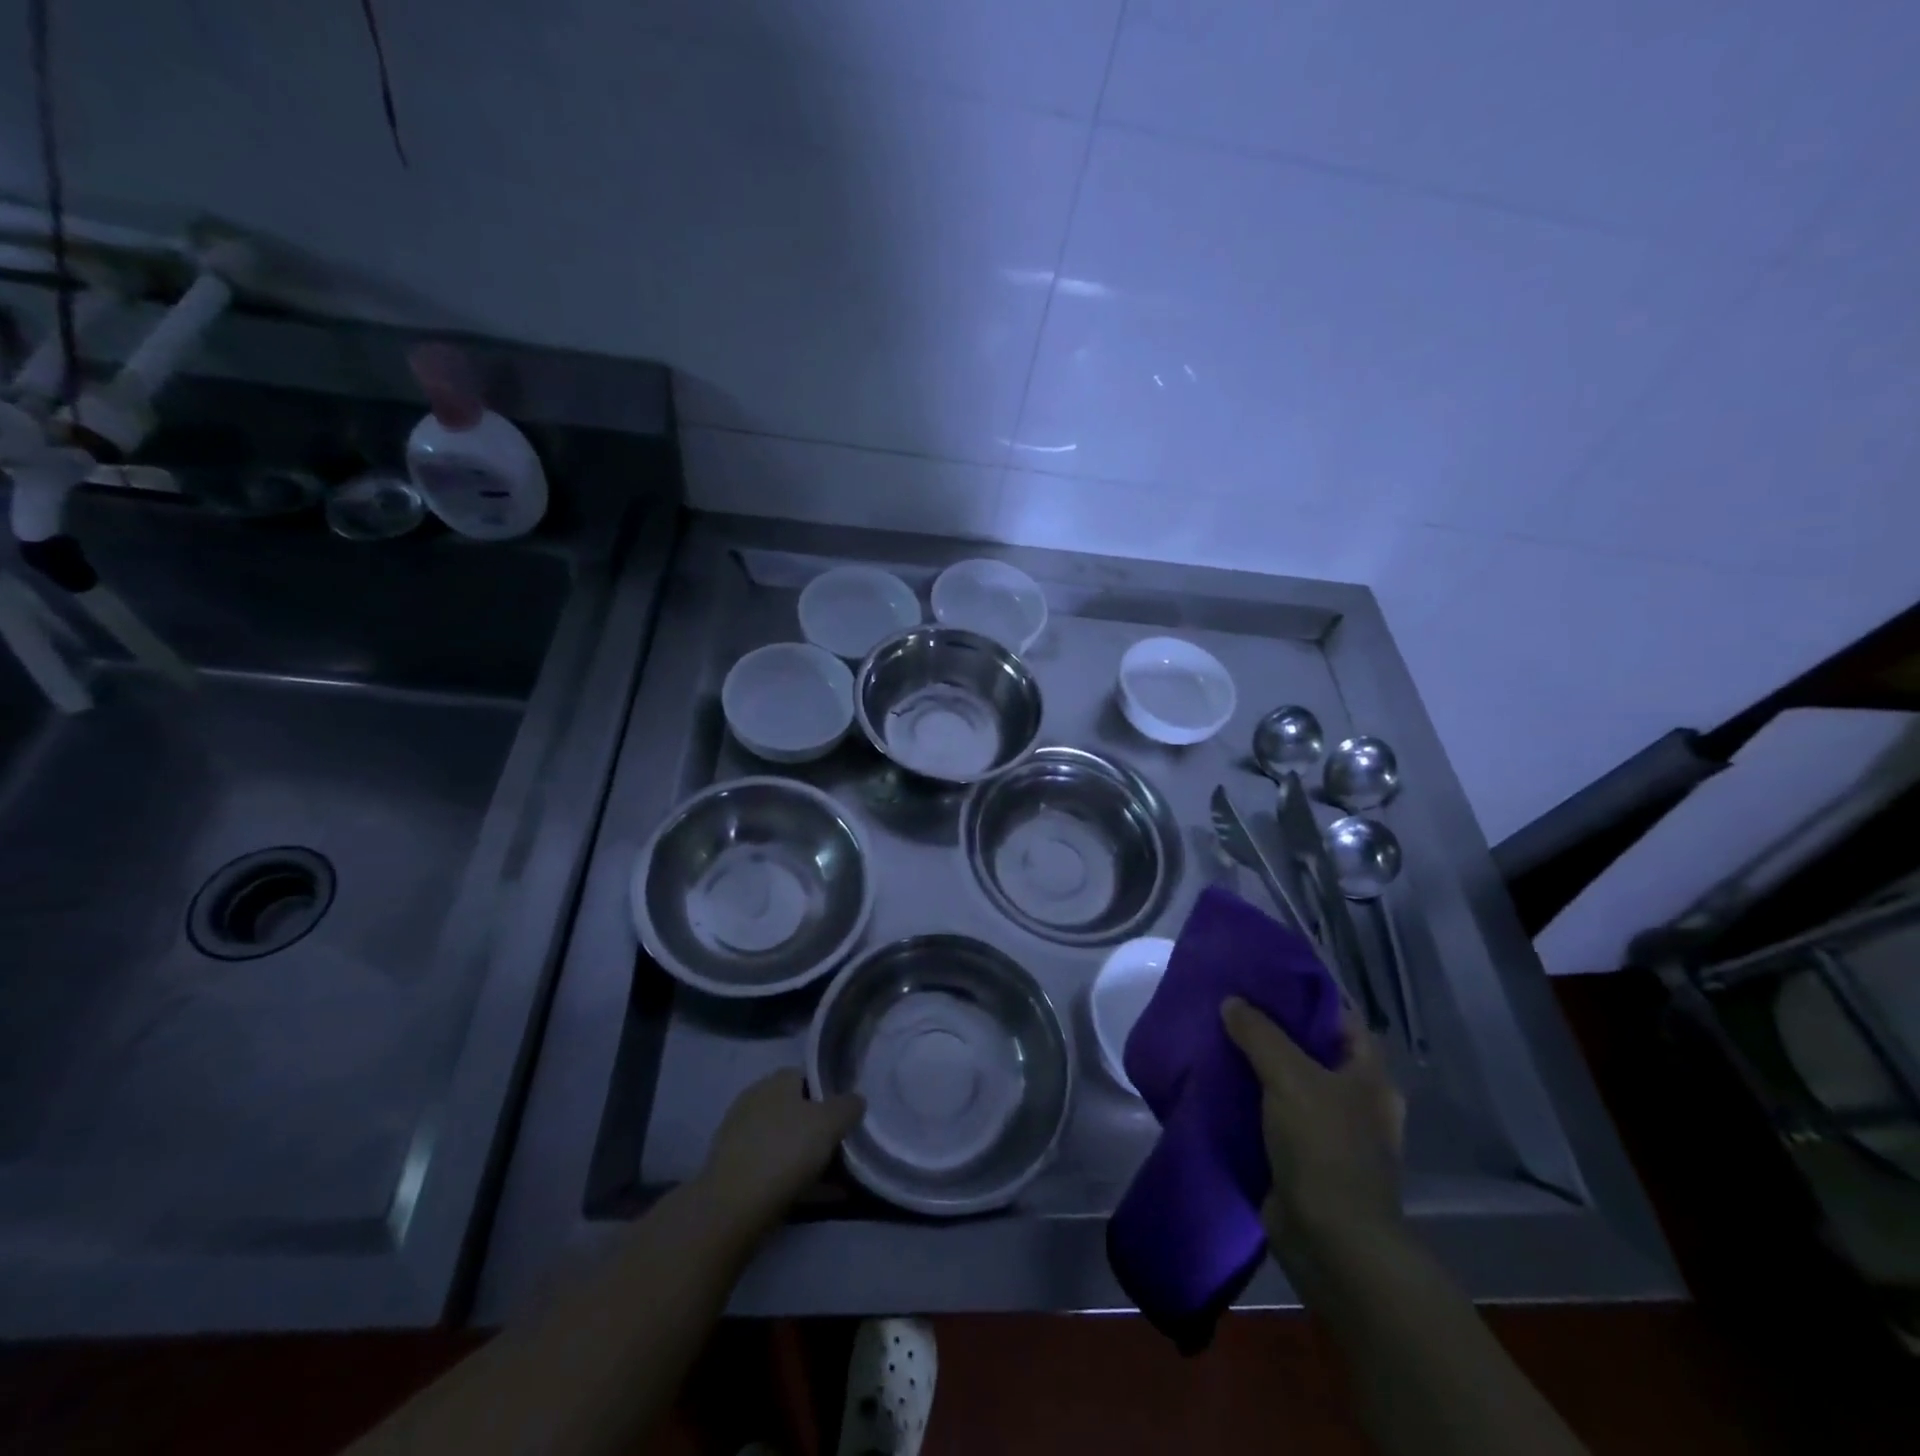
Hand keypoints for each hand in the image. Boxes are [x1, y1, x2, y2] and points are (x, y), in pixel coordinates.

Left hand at [697, 1070, 864, 1235]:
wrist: (732, 1208)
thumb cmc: (785, 1151)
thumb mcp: (830, 1122)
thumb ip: (848, 1106)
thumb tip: (855, 1100)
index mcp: (775, 1082)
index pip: (807, 1076)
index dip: (830, 1094)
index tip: (847, 1117)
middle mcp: (755, 1102)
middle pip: (797, 1111)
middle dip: (820, 1129)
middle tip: (844, 1148)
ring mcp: (741, 1138)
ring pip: (786, 1142)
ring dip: (810, 1157)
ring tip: (837, 1180)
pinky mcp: (735, 1172)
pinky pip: (774, 1169)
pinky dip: (796, 1179)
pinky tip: (817, 1197)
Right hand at [1221, 997, 1405, 1264]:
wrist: (1331, 1241)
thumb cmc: (1324, 1148)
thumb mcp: (1290, 1076)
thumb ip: (1259, 1033)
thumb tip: (1232, 1002)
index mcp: (1369, 1076)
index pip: (1340, 1017)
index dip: (1306, 994)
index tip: (1264, 976)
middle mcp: (1356, 1100)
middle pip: (1311, 1049)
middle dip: (1273, 1029)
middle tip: (1231, 1004)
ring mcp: (1330, 1131)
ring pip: (1289, 1082)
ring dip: (1257, 1065)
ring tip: (1216, 1037)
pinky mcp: (1304, 1157)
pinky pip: (1274, 1115)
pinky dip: (1250, 1100)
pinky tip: (1218, 1083)